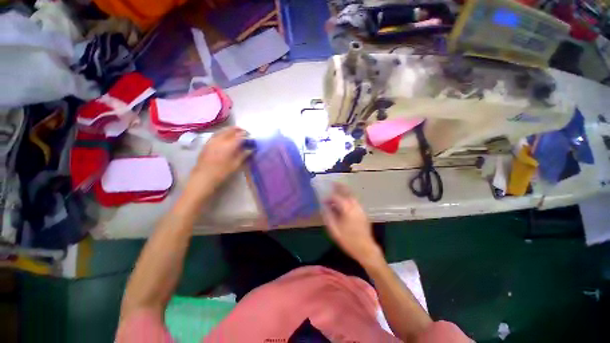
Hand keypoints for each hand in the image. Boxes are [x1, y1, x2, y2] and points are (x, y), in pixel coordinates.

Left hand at [188, 127, 249, 193]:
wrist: (204, 176)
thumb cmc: (222, 172)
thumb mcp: (236, 165)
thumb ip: (243, 155)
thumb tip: (250, 149)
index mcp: (229, 145)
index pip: (240, 136)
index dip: (246, 135)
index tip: (250, 136)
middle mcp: (221, 140)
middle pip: (231, 130)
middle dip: (238, 130)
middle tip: (244, 132)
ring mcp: (213, 140)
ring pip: (223, 130)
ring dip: (230, 129)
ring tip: (236, 131)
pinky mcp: (207, 143)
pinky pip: (217, 133)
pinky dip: (223, 132)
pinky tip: (225, 135)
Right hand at [322, 184, 382, 266]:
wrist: (366, 249)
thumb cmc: (348, 240)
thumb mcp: (334, 230)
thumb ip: (328, 216)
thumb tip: (324, 206)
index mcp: (347, 209)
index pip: (336, 197)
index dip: (329, 197)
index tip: (323, 200)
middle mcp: (355, 206)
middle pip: (347, 192)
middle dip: (340, 187)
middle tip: (333, 183)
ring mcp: (360, 209)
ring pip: (352, 195)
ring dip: (345, 191)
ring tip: (338, 189)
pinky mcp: (363, 212)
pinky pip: (355, 201)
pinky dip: (349, 197)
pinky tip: (345, 200)